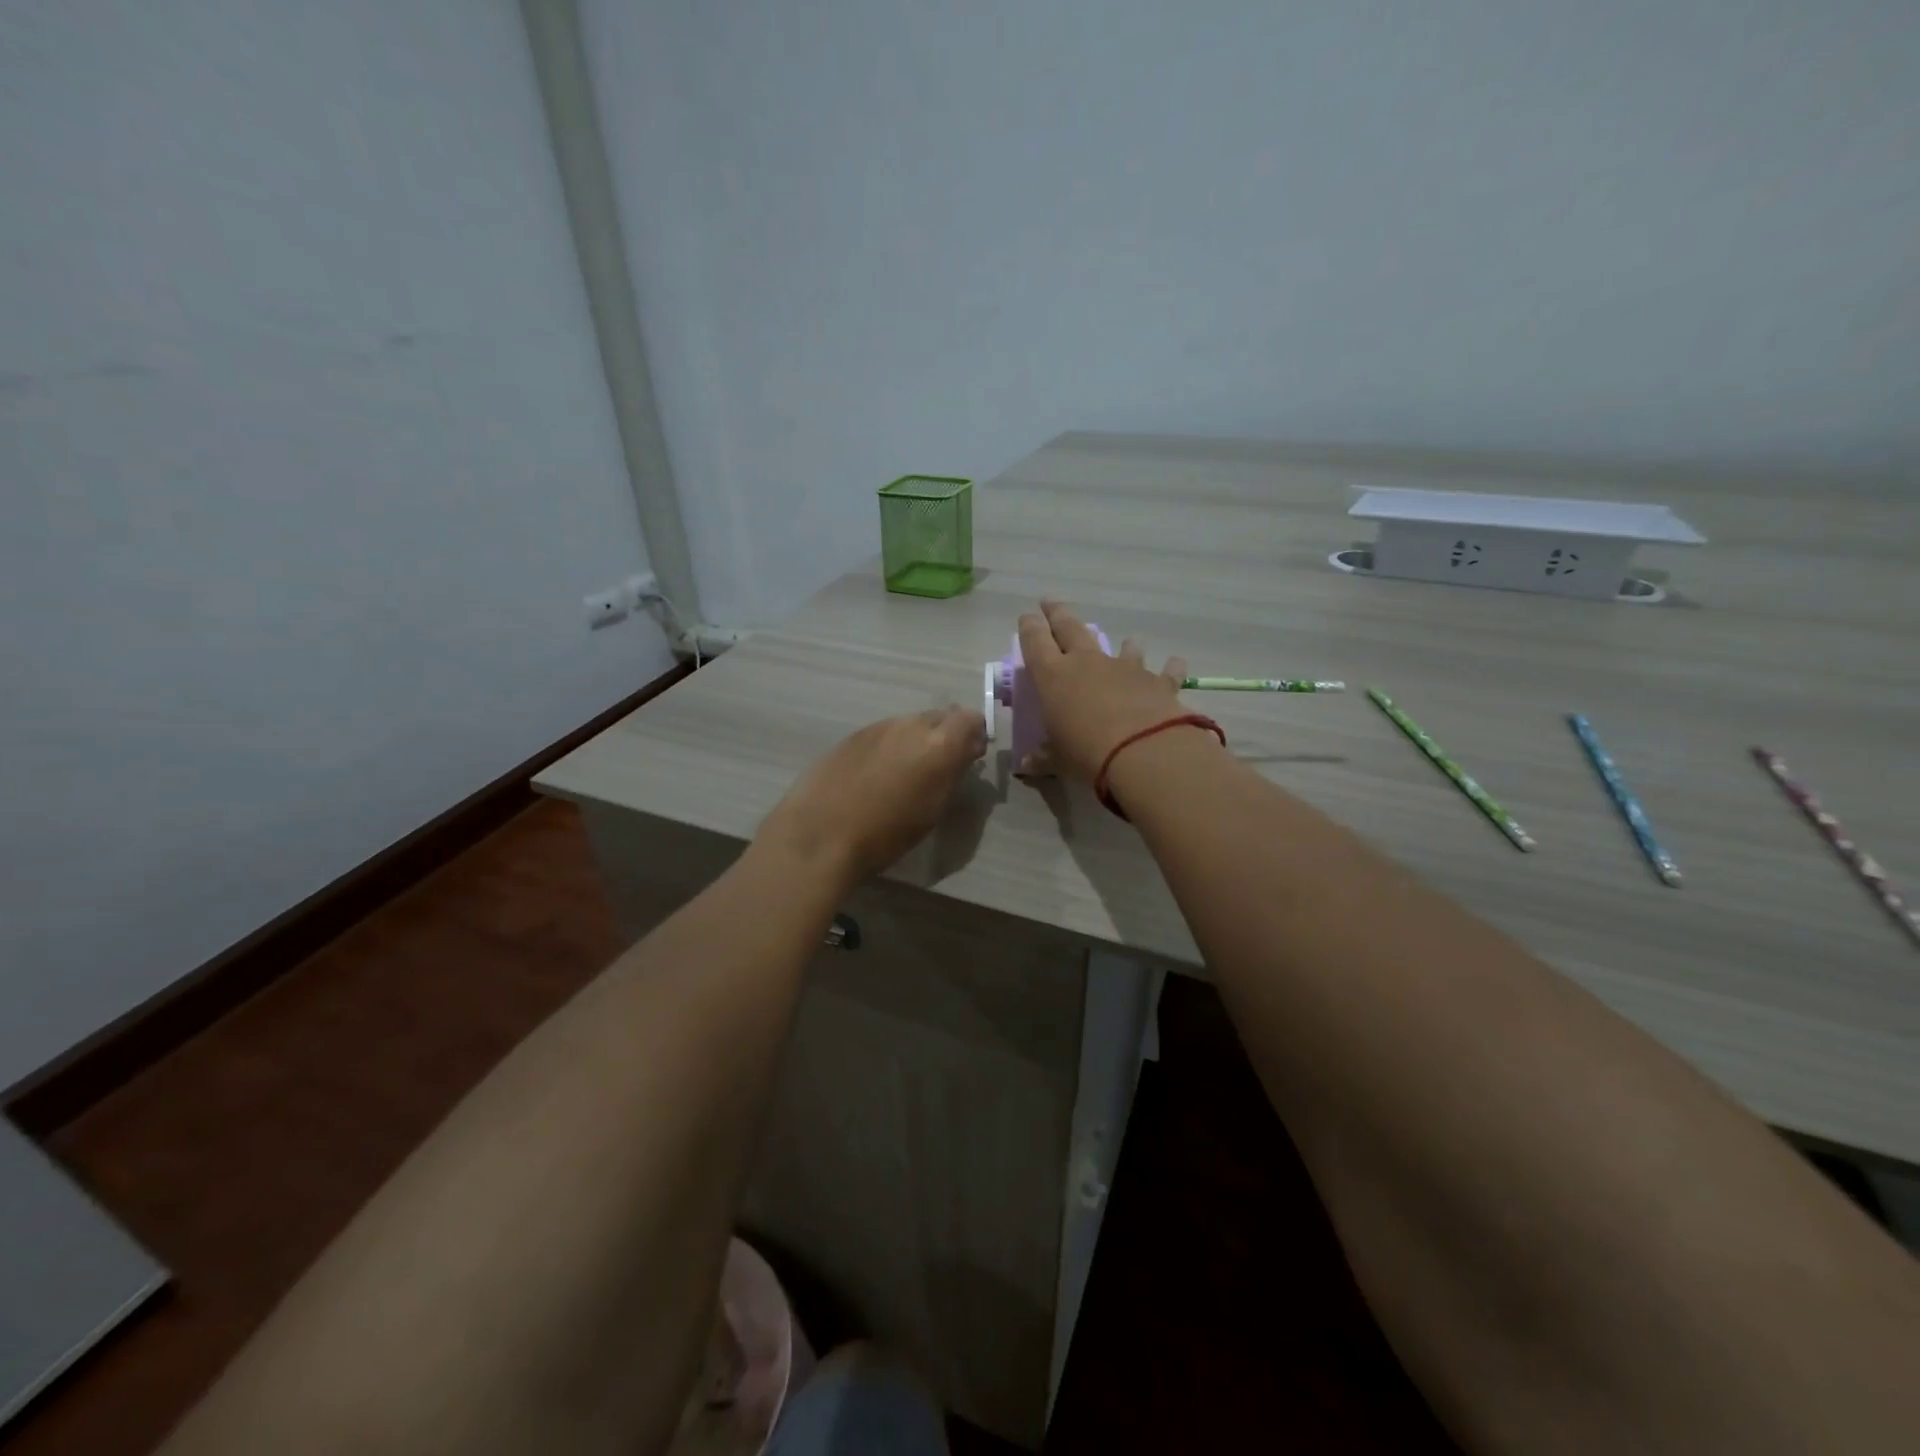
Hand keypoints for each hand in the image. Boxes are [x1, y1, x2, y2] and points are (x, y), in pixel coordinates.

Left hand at [757, 706, 987, 887]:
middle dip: (946, 735)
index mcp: (939, 743)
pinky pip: (883, 733)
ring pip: (909, 723)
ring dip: (916, 740)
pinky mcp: (852, 735)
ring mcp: (879, 726)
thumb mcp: (933, 810)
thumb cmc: (886, 834)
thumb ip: (953, 773)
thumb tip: (965, 752)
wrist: (821, 835)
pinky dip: (889, 746)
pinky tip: (875, 773)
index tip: (969, 757)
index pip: (971, 718)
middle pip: (940, 716)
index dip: (974, 735)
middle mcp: (911, 725)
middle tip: (939, 766)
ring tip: (905, 772)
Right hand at [1016, 599, 1189, 780]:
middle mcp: (1087, 663)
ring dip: (1124, 644)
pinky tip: (1175, 662)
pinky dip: (1169, 667)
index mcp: (1053, 676)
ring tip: (1128, 641)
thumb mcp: (1058, 760)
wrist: (1142, 751)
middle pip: (1070, 628)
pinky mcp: (1158, 681)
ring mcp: (1125, 668)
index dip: (1029, 626)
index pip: (1035, 641)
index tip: (1026, 616)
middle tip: (1050, 602)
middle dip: (1058, 614)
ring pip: (1122, 645)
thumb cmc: (1086, 753)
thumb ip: (1044, 758)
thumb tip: (1027, 766)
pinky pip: (1164, 670)